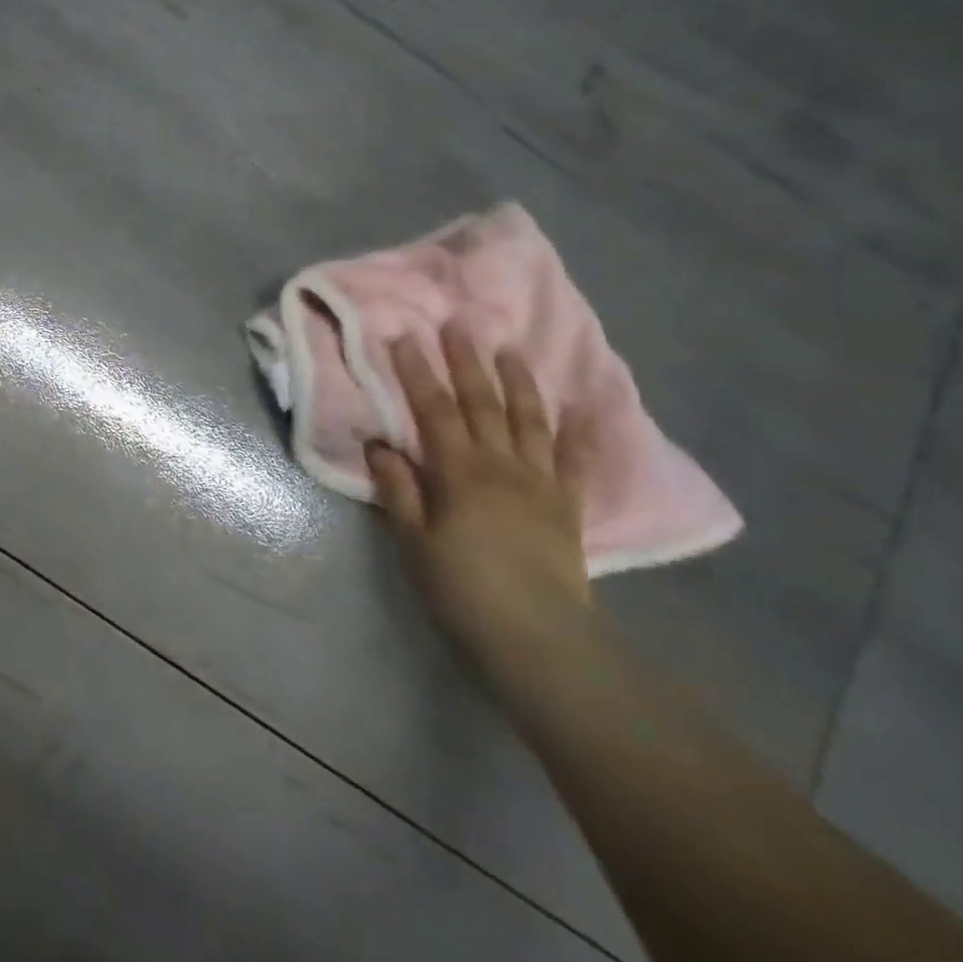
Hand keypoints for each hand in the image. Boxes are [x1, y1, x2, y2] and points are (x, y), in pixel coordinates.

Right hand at [365, 323, 592, 660]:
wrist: (538, 638)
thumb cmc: (463, 588)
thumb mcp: (414, 541)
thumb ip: (398, 489)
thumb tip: (379, 444)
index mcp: (459, 471)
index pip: (433, 409)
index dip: (416, 371)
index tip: (403, 336)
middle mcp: (501, 464)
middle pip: (482, 403)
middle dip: (466, 361)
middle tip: (458, 323)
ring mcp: (540, 482)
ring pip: (529, 420)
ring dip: (518, 381)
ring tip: (511, 348)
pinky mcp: (568, 504)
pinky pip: (575, 460)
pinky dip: (580, 431)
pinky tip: (584, 407)